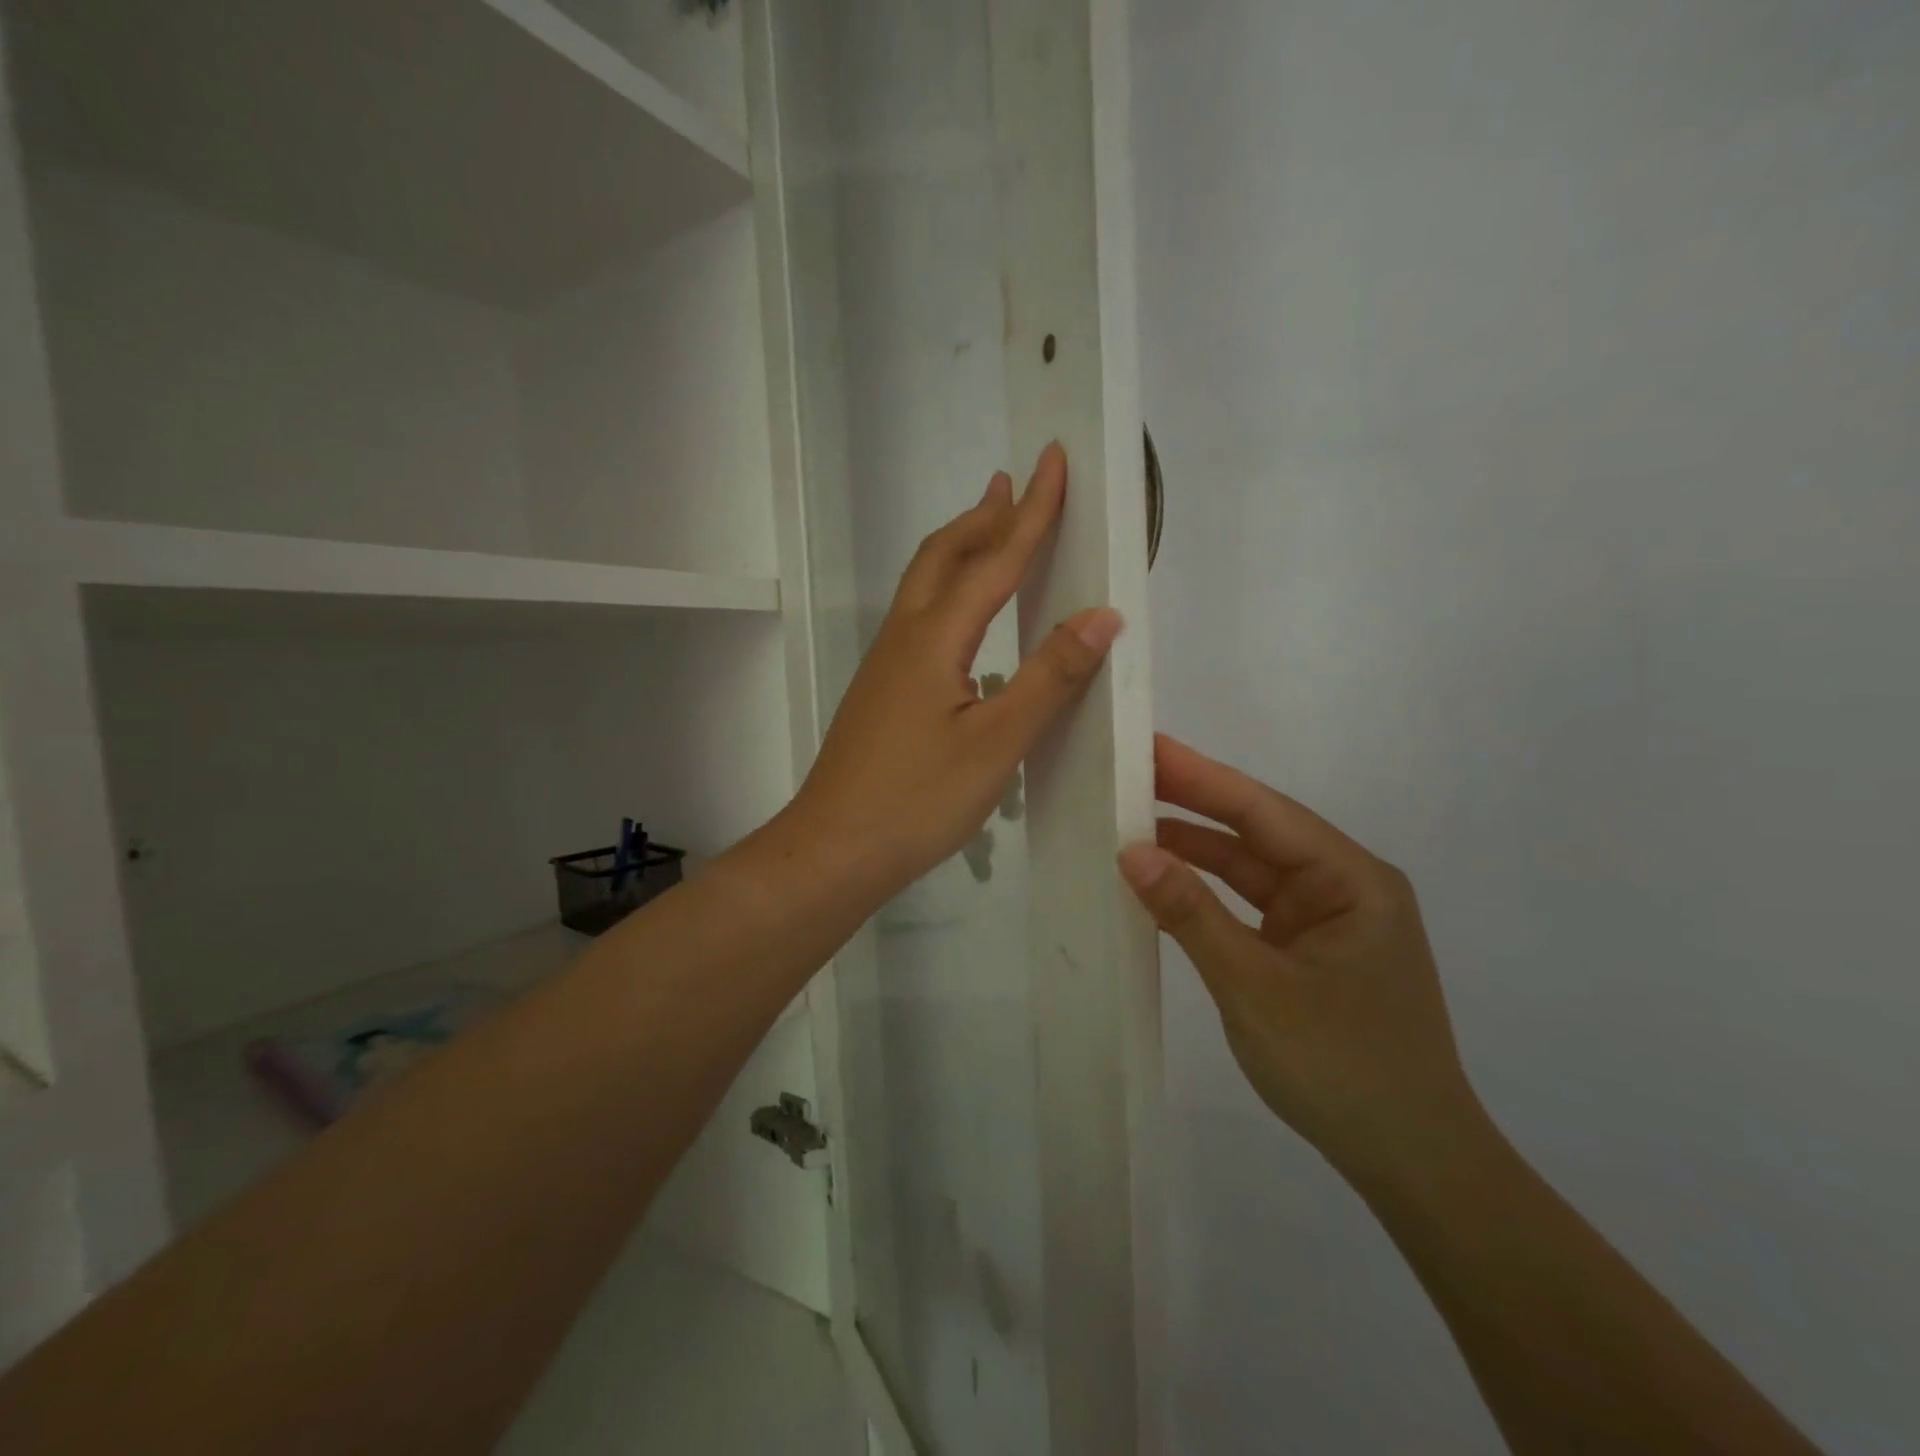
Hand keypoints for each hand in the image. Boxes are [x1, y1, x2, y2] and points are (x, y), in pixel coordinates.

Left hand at [790, 444, 1121, 891]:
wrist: (834, 849)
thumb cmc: (918, 799)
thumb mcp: (996, 742)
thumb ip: (1049, 677)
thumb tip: (1101, 615)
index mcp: (935, 639)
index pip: (994, 560)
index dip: (1031, 511)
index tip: (1053, 459)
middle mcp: (906, 638)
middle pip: (944, 556)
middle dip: (984, 517)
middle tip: (1015, 486)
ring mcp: (887, 666)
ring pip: (926, 586)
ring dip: (962, 550)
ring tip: (991, 532)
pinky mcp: (883, 692)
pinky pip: (921, 619)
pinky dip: (950, 593)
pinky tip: (967, 622)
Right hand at [1118, 736, 1488, 1191]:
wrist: (1412, 1165)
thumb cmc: (1342, 1068)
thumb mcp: (1254, 987)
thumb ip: (1192, 914)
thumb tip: (1132, 851)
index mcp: (1352, 880)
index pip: (1263, 812)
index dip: (1201, 777)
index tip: (1147, 747)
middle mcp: (1343, 887)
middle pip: (1256, 833)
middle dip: (1193, 806)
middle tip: (1126, 776)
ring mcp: (1325, 920)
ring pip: (1249, 870)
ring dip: (1195, 852)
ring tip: (1129, 825)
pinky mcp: (1307, 950)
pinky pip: (1249, 907)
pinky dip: (1206, 896)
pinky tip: (1163, 883)